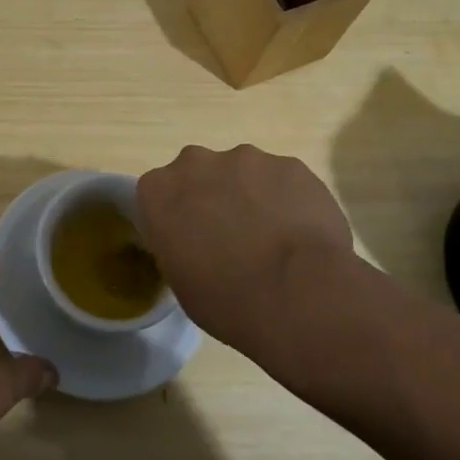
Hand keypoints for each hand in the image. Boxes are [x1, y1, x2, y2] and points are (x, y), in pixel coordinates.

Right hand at [137, 144, 376, 370]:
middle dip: (212, 197)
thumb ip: (178, 244)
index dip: (176, 217)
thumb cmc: (228, 300)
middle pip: (198, 173)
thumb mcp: (180, 281)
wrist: (301, 295)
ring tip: (274, 238)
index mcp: (159, 190)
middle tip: (231, 237)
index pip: (157, 194)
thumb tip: (195, 241)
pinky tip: (302, 233)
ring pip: (244, 173)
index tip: (191, 241)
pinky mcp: (290, 164)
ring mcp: (246, 159)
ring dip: (251, 196)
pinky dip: (288, 199)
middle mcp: (196, 163)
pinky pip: (282, 179)